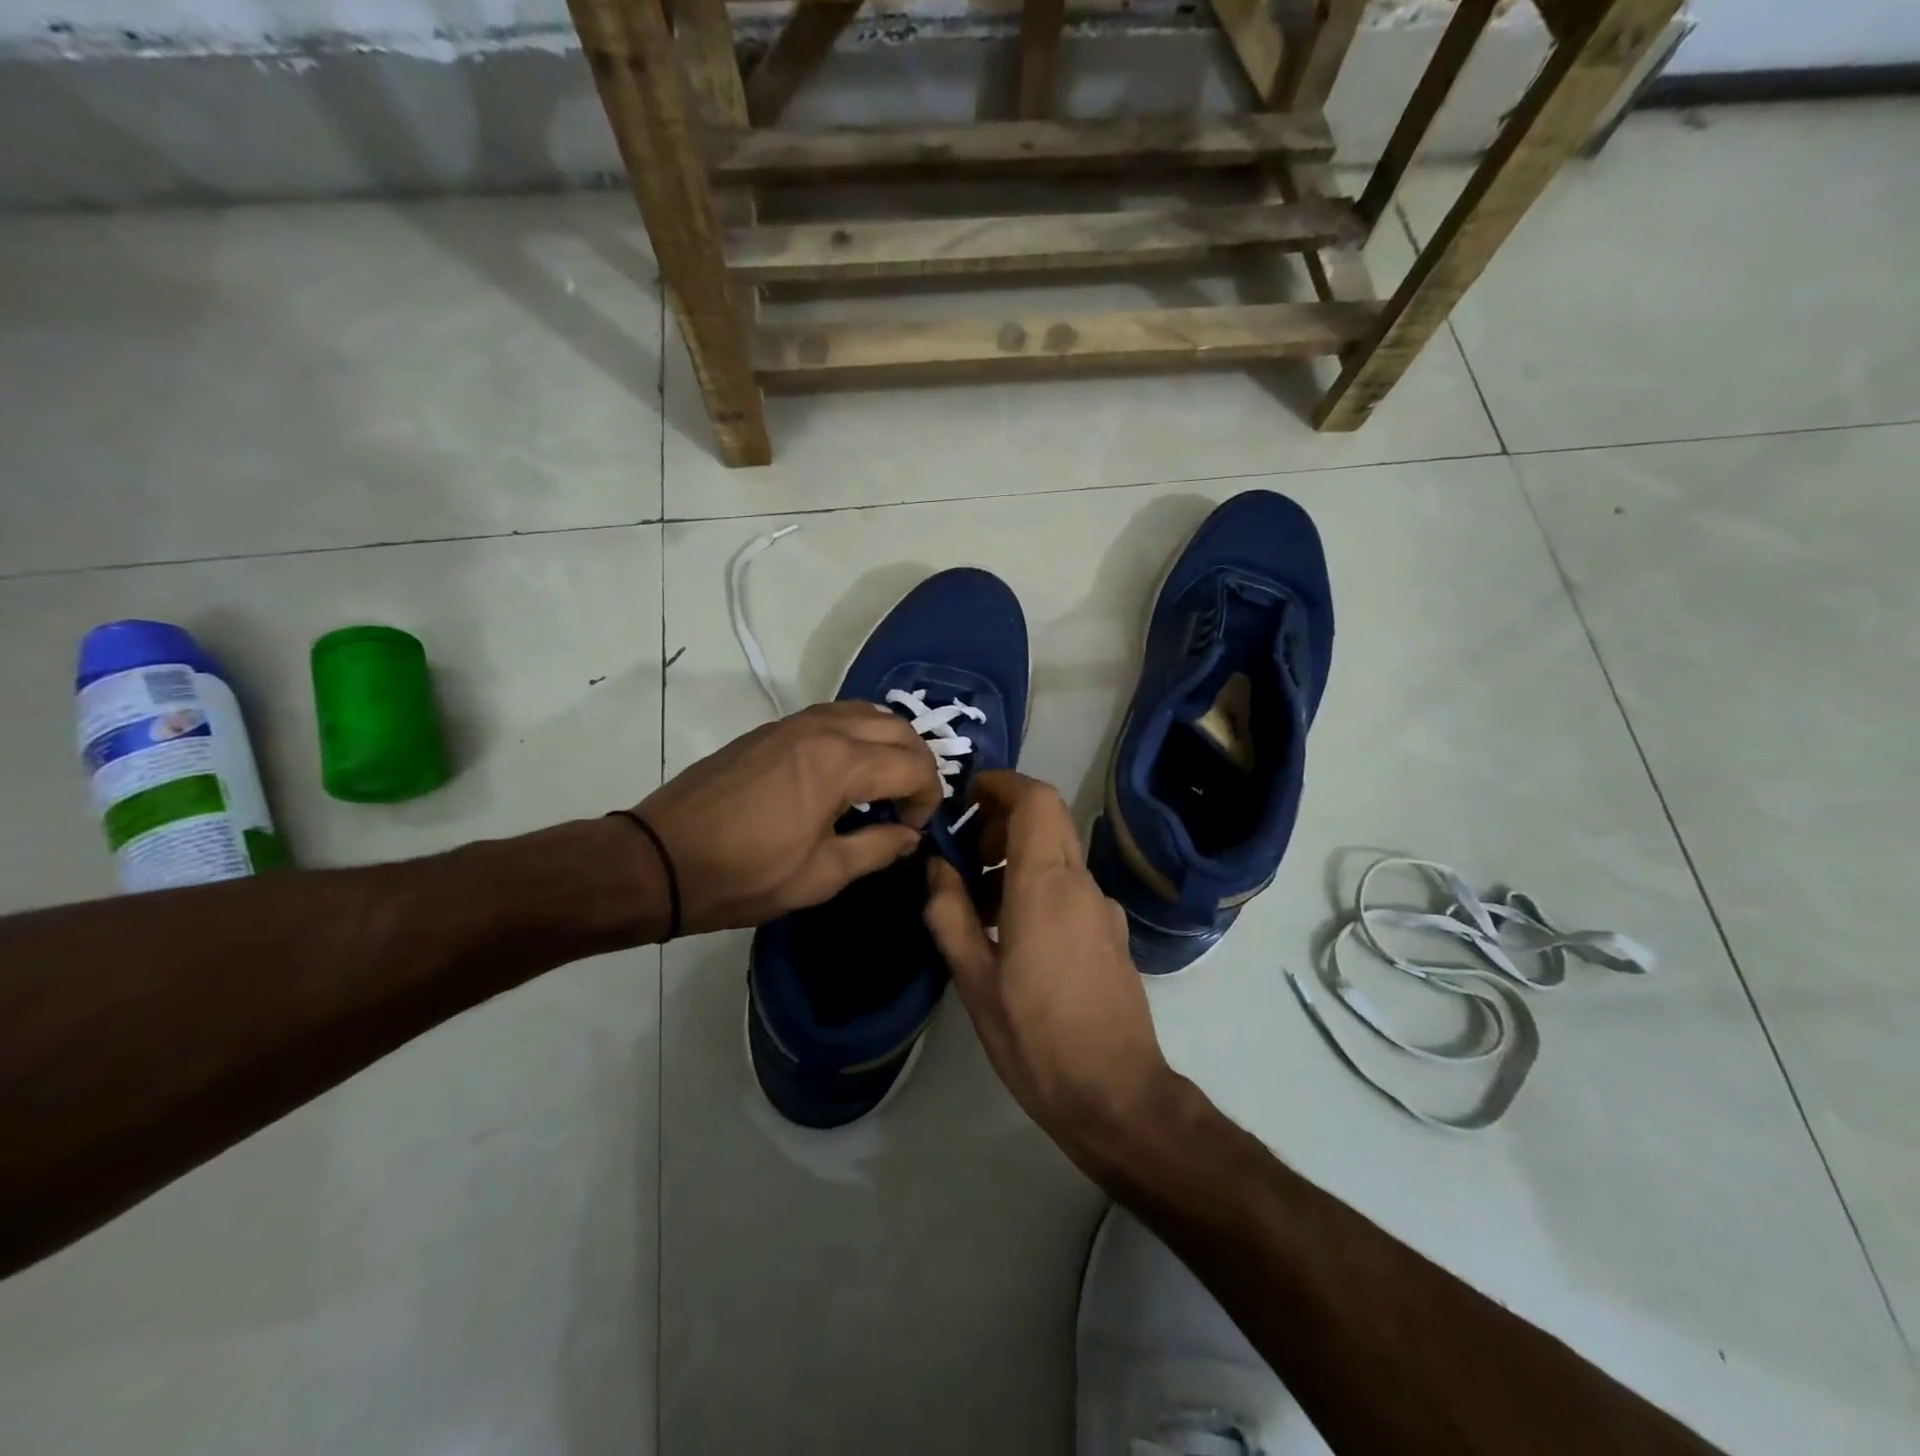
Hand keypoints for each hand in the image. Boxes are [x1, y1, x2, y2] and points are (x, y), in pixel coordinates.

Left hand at [637, 702, 941, 934]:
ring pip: (864, 712)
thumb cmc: (745, 875)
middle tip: (910, 802)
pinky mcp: (770, 730)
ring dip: (888, 741)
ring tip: (884, 782)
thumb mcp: (821, 875)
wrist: (661, 860)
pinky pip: (832, 716)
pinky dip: (857, 733)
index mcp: (841, 763)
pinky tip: (846, 770)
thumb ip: (877, 848)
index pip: (912, 765)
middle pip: (896, 726)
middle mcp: (823, 729)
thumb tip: (908, 835)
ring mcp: (793, 723)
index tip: (913, 829)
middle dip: (917, 762)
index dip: (927, 797)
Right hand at [922, 770, 1178, 1176]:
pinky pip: (1071, 886)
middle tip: (965, 853)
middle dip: (1003, 819)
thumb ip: (950, 914)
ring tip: (979, 901)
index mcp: (1046, 884)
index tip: (967, 797)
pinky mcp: (1112, 933)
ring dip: (1018, 856)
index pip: (1036, 799)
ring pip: (1058, 853)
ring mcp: (1103, 908)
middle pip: (1048, 819)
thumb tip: (935, 867)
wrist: (1117, 1095)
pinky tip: (1013, 932)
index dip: (1002, 784)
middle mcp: (1082, 883)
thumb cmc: (1036, 1037)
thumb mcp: (975, 980)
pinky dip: (1038, 884)